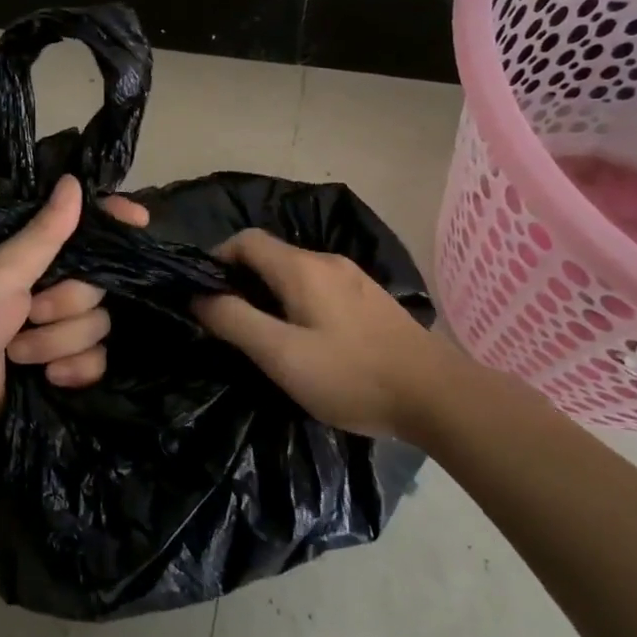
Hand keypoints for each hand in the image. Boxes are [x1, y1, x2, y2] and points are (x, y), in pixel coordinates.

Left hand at [0, 176, 147, 454]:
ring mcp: (52, 330)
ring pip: (97, 326)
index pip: (81, 230)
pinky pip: (96, 361)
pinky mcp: (58, 369)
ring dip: (58, 343)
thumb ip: (44, 234)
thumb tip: (75, 181)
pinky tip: (48, 378)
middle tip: (28, 313)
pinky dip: (74, 370)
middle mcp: (45, 287)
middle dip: (65, 305)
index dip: (111, 223)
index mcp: (27, 257)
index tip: (139, 220)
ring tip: (18, 353)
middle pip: (97, 285)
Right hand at [193, 230, 449, 441]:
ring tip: (265, 335)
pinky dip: (299, 303)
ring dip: (271, 294)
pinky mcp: (371, 299)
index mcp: (301, 268)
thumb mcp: (282, 355)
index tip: (204, 293)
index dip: (218, 259)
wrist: (437, 396)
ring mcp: (354, 278)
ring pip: (296, 273)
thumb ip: (235, 322)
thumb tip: (199, 296)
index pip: (246, 240)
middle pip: (271, 256)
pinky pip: (320, 288)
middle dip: (243, 280)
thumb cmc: (351, 375)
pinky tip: (308, 340)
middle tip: (230, 322)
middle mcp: (327, 262)